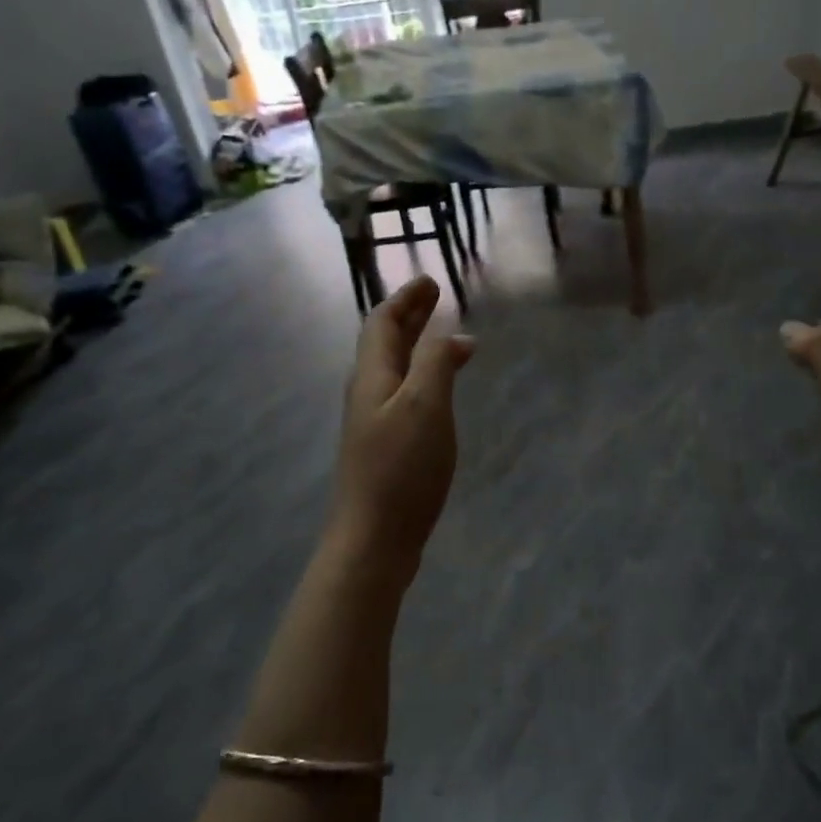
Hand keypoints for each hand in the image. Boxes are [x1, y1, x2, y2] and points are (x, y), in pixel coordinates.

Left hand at [329, 276, 474, 575]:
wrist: (372, 539)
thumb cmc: (401, 469)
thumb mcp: (424, 407)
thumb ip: (436, 365)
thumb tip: (453, 337)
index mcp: (372, 377)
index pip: (382, 324)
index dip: (405, 300)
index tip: (429, 282)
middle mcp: (367, 394)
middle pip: (385, 345)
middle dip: (410, 318)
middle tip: (435, 299)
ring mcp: (373, 424)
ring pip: (393, 371)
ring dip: (415, 347)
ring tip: (442, 338)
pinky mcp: (384, 448)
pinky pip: (402, 395)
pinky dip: (421, 378)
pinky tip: (437, 393)